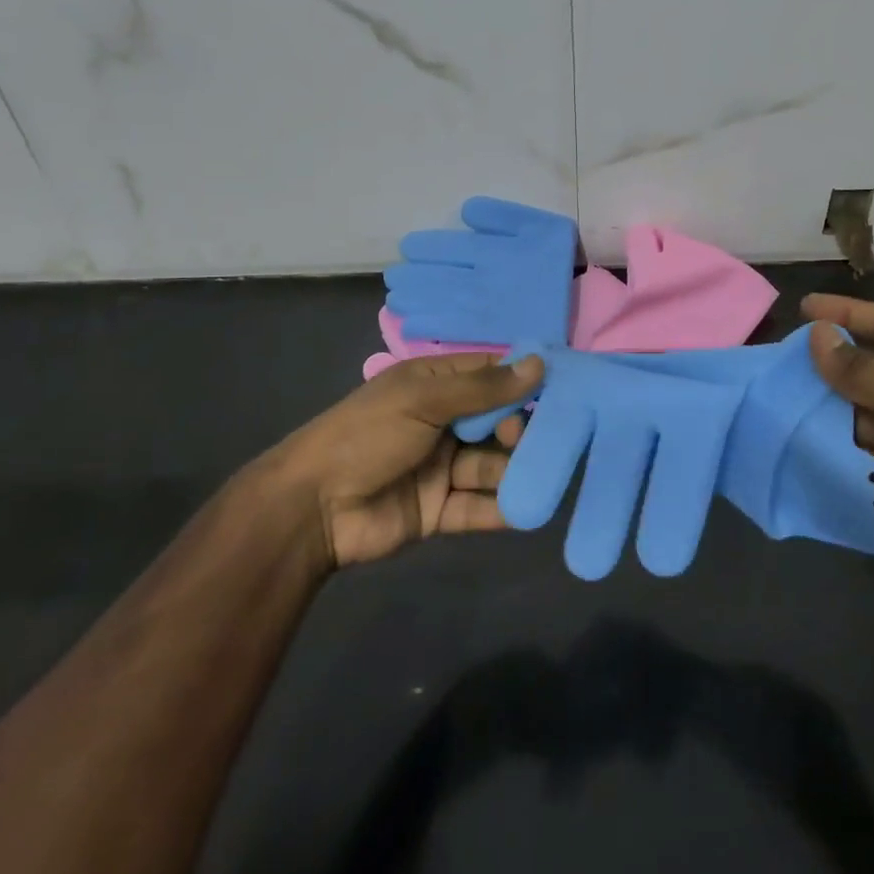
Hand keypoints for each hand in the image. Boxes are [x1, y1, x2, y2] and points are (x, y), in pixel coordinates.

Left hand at [259, 352, 544, 568]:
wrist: (312, 509)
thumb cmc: (367, 435)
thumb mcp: (423, 400)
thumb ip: (483, 388)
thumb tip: (539, 363)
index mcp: (434, 385)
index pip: (490, 376)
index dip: (523, 380)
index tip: (562, 388)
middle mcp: (443, 423)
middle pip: (498, 422)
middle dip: (519, 430)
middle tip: (524, 440)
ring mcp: (442, 468)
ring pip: (492, 466)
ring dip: (515, 471)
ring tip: (539, 478)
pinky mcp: (439, 509)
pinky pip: (478, 506)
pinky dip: (501, 509)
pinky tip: (528, 510)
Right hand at [804, 294, 873, 590]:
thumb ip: (862, 370)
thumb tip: (816, 334)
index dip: (849, 312)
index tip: (806, 307)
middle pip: (863, 363)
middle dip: (826, 360)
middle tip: (780, 355)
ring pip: (847, 403)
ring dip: (819, 399)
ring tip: (776, 389)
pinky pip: (844, 441)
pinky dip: (821, 435)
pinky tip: (789, 424)